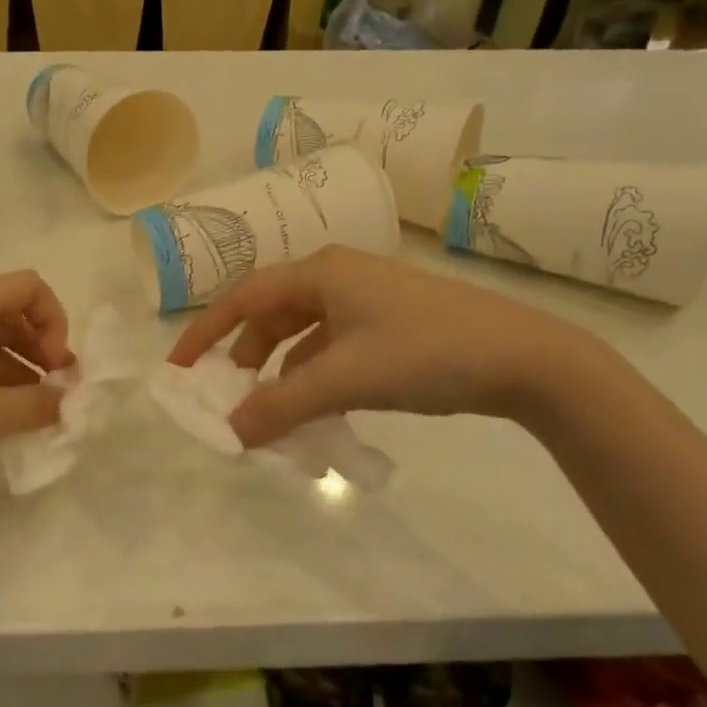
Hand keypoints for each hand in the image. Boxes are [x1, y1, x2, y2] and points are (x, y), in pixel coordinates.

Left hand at [0, 270, 73, 505]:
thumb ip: (37, 404)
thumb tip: (67, 399)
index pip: (27, 286)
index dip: (55, 321)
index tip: (57, 368)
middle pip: (9, 311)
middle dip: (41, 346)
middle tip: (56, 391)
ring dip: (20, 366)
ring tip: (35, 409)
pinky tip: (1, 415)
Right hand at [167, 247, 589, 446]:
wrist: (527, 358)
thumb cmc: (427, 352)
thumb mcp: (345, 380)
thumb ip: (281, 406)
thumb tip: (229, 434)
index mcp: (320, 273)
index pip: (242, 298)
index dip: (204, 332)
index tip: (178, 368)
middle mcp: (337, 277)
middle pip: (270, 314)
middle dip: (242, 355)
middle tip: (226, 395)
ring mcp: (366, 299)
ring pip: (302, 332)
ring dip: (279, 369)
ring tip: (268, 409)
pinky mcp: (389, 323)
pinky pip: (331, 346)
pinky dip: (313, 374)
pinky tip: (316, 407)